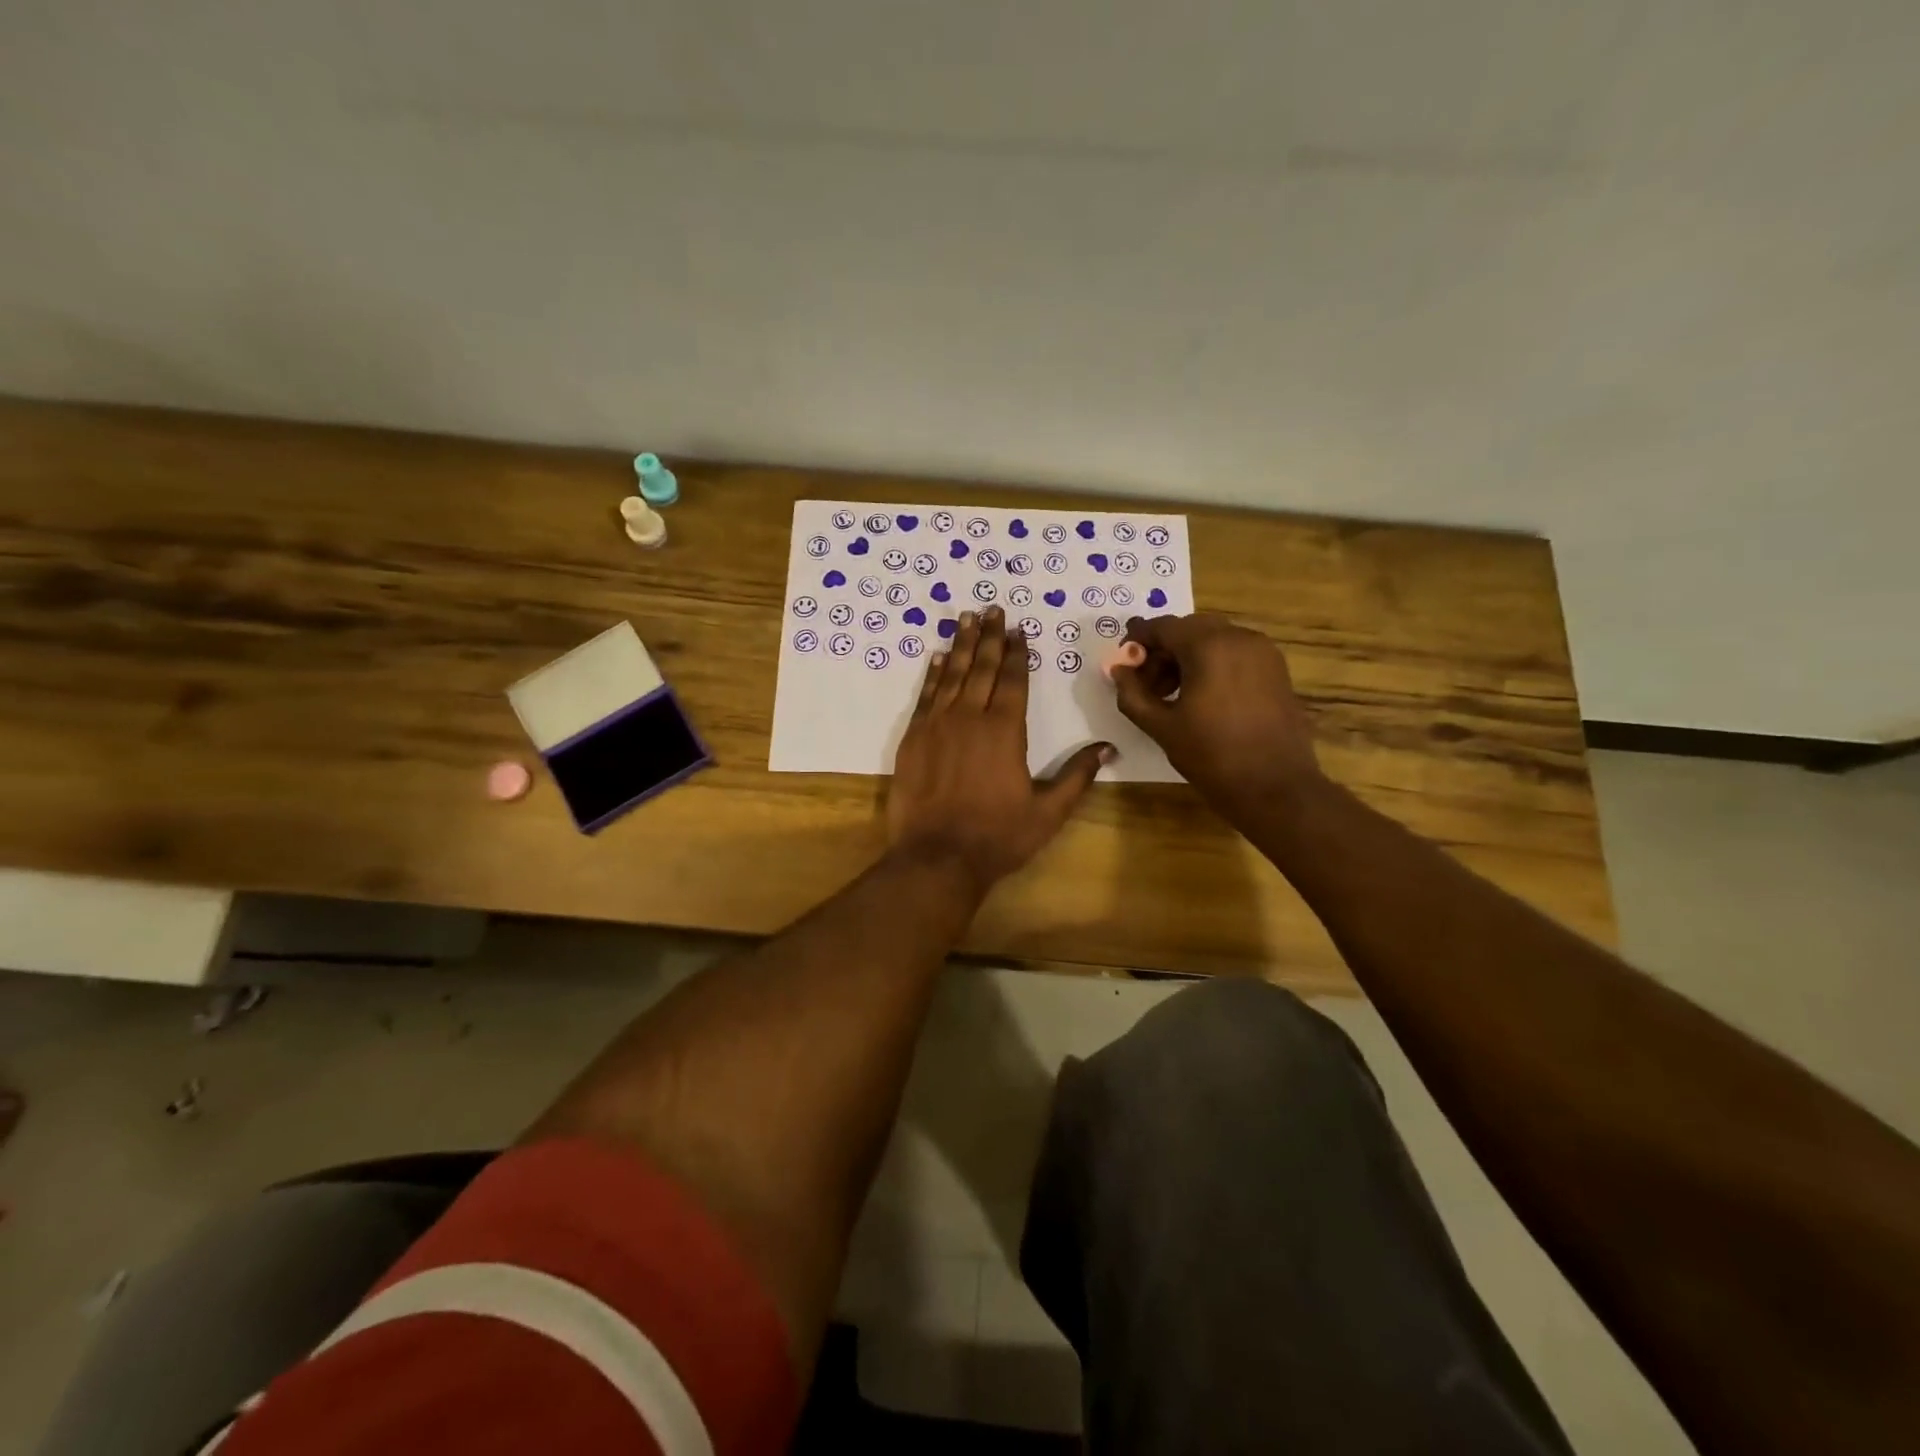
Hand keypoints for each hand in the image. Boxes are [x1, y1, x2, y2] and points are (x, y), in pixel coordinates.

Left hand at [888, 606, 1112, 892]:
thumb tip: (1107, 748)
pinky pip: (926, 696)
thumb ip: (1077, 776)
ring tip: (966, 619)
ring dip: (961, 646)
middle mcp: (970, 718)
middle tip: (991, 609)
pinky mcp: (913, 739)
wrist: (937, 857)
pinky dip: (933, 674)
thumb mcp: (1048, 812)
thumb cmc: (998, 837)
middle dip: (990, 637)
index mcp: (1005, 731)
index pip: (1014, 680)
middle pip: (983, 668)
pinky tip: (937, 658)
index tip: (1019, 629)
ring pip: (952, 675)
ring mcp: (937, 726)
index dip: (1018, 653)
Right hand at [1111, 613, 1321, 803]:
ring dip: (1187, 658)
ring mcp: (1263, 652)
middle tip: (1146, 684)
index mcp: (1209, 646)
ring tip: (1172, 695)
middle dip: (1163, 651)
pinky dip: (1212, 664)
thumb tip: (1118, 671)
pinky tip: (1202, 698)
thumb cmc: (1212, 756)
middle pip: (1189, 629)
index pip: (1163, 627)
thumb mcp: (1161, 727)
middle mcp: (1239, 637)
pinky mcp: (1276, 669)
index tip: (1123, 662)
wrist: (1275, 787)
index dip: (1138, 640)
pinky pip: (1235, 653)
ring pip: (1214, 639)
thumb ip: (1133, 694)